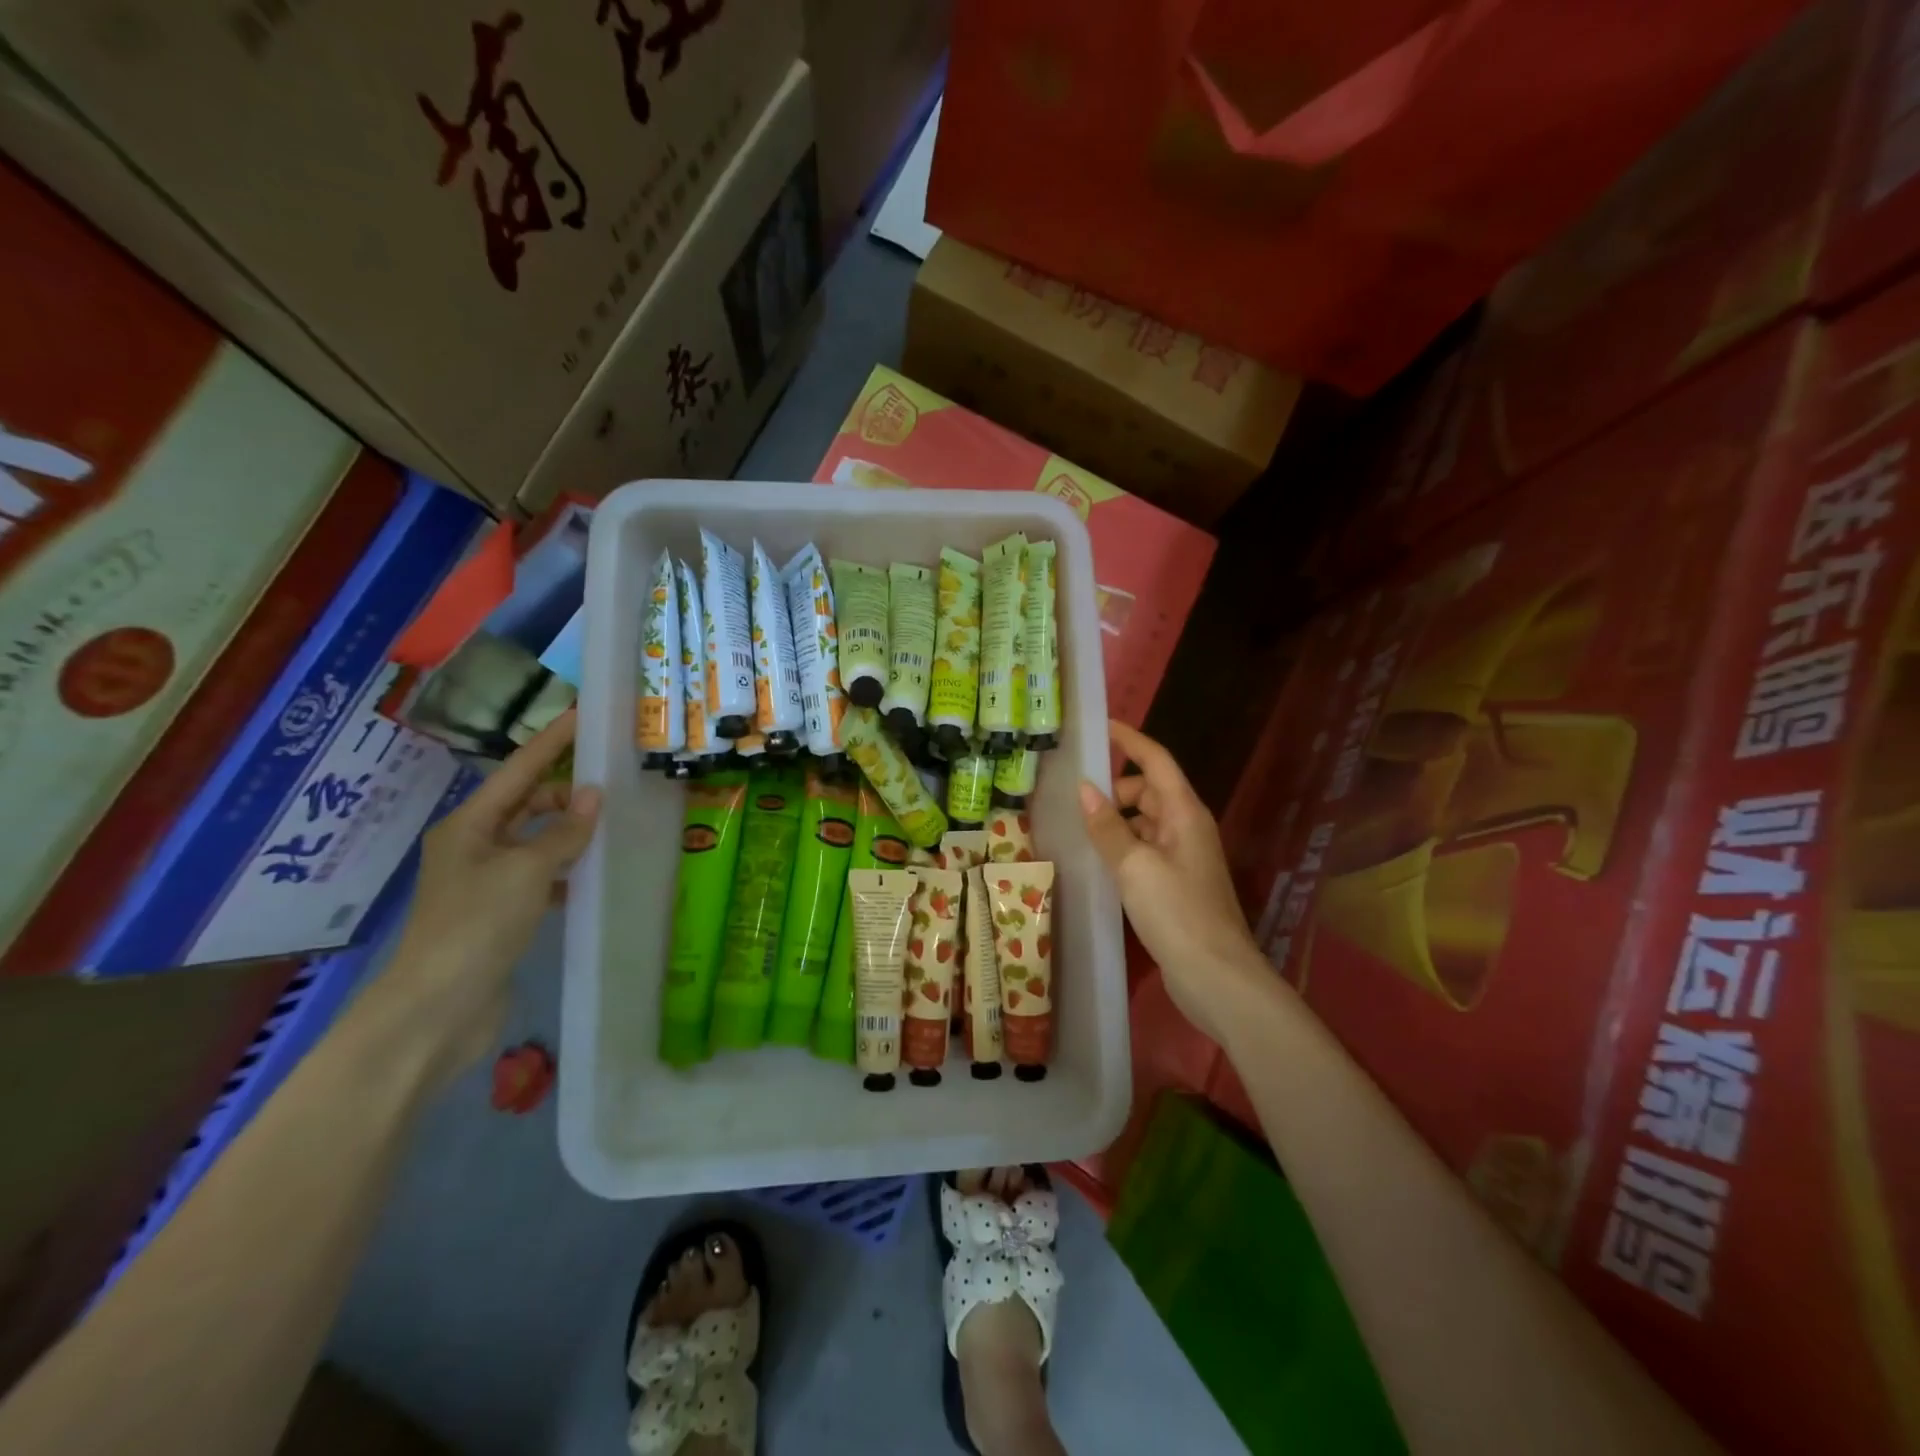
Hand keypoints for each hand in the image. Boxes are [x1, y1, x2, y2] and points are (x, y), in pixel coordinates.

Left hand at [374, 711, 600, 1077]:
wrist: (438, 1009)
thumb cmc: (477, 925)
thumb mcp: (527, 870)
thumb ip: (564, 832)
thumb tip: (593, 796)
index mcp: (469, 825)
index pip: (519, 770)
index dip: (552, 742)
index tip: (582, 715)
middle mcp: (474, 846)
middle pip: (525, 804)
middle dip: (565, 792)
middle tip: (613, 784)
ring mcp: (484, 882)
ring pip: (534, 841)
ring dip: (567, 833)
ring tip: (611, 826)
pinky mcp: (498, 914)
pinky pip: (538, 876)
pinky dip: (563, 870)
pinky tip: (590, 875)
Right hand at [1079, 720, 1267, 1043]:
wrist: (1216, 976)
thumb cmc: (1177, 912)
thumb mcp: (1134, 866)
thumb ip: (1107, 827)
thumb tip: (1084, 790)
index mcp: (1184, 813)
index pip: (1156, 761)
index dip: (1130, 740)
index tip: (1100, 726)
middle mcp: (1187, 828)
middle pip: (1148, 791)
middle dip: (1114, 789)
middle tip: (1073, 799)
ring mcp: (1183, 857)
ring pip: (1144, 823)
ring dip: (1115, 821)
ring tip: (1078, 830)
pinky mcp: (1176, 884)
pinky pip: (1144, 850)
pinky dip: (1122, 847)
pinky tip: (1097, 861)